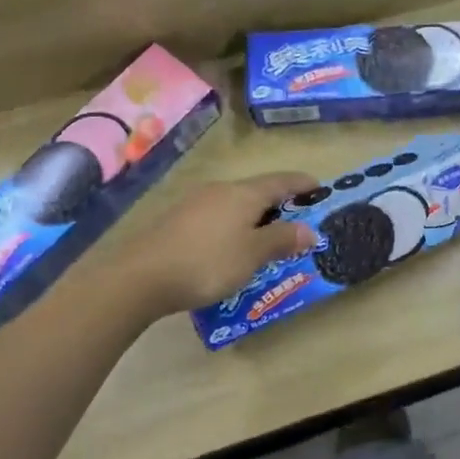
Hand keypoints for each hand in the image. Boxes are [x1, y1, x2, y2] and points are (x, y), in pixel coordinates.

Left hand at [130, 172, 319, 316]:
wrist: (139, 278)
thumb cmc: (207, 262)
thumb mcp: (253, 254)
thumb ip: (282, 240)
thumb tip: (310, 230)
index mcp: (244, 193)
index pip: (282, 181)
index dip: (303, 183)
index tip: (320, 188)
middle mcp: (221, 190)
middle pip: (257, 191)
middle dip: (279, 203)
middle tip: (297, 220)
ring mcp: (195, 204)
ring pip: (235, 204)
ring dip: (254, 217)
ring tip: (266, 237)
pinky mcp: (176, 221)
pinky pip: (216, 217)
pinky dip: (232, 227)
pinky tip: (230, 247)